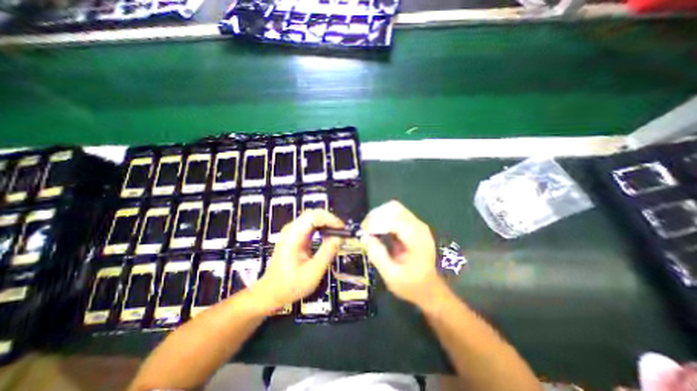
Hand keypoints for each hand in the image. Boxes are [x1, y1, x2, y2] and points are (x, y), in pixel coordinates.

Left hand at [255, 210, 344, 312]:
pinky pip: (311, 225)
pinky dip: (322, 228)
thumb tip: (340, 238)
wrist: (271, 292)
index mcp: (293, 236)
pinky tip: (329, 237)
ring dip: (327, 223)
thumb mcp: (312, 273)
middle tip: (342, 232)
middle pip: (314, 214)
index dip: (330, 219)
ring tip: (338, 235)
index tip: (342, 230)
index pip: (313, 216)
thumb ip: (327, 253)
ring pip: (313, 217)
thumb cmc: (290, 285)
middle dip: (330, 220)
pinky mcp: (295, 235)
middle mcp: (292, 229)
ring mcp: (293, 231)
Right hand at [362, 201, 443, 307]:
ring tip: (368, 229)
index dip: (377, 222)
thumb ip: (378, 256)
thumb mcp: (391, 276)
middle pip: (395, 208)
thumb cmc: (411, 285)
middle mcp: (418, 227)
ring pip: (394, 208)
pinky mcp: (412, 225)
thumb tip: (365, 237)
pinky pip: (395, 213)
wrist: (428, 288)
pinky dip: (382, 217)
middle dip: (376, 215)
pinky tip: (376, 229)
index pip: (396, 220)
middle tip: (364, 229)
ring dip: (378, 215)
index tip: (363, 232)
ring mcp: (416, 224)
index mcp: (417, 239)